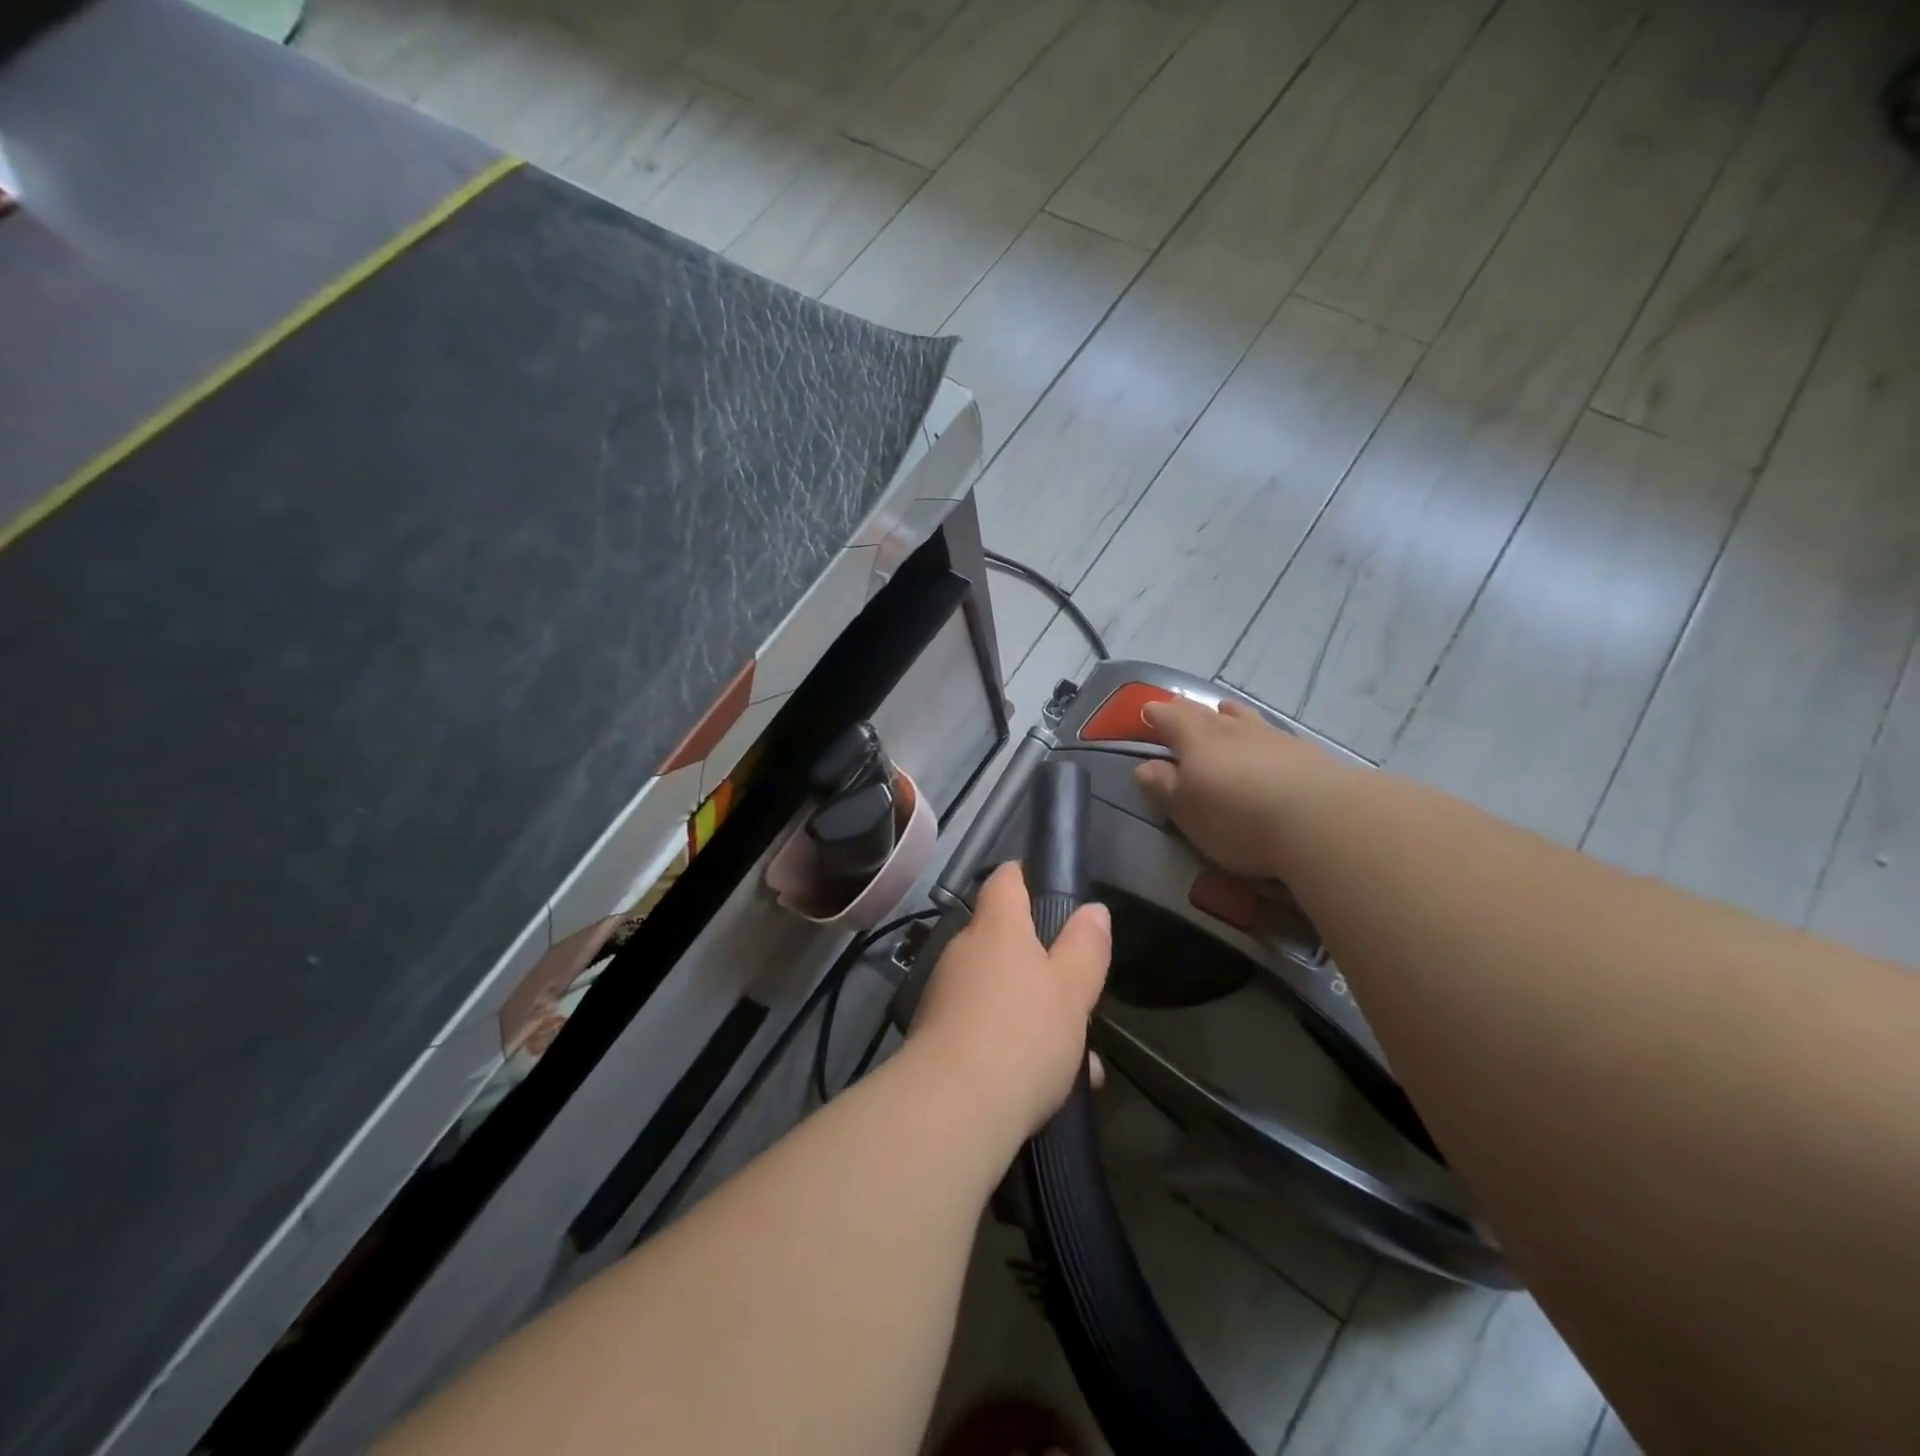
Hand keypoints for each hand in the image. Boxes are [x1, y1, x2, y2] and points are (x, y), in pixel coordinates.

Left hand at [907, 863, 1110, 1142]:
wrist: (952, 1109)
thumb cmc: (1022, 1035)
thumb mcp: (1072, 990)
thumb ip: (1085, 947)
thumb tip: (1093, 910)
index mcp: (997, 928)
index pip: (1006, 879)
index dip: (1027, 877)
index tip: (1050, 890)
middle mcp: (964, 950)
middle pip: (1002, 938)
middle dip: (1040, 961)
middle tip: (1076, 990)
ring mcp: (945, 992)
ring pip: (997, 988)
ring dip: (1031, 1009)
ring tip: (1076, 1056)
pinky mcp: (935, 1034)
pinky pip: (982, 1024)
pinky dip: (1011, 1041)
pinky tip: (1045, 1085)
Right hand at [1132, 696, 1340, 877]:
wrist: (1322, 820)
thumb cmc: (1239, 818)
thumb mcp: (1188, 812)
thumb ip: (1164, 787)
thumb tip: (1145, 767)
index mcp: (1196, 740)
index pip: (1169, 718)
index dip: (1155, 714)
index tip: (1146, 713)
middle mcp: (1231, 729)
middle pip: (1204, 712)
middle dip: (1186, 710)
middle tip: (1176, 708)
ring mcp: (1270, 737)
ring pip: (1242, 716)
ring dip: (1227, 713)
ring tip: (1223, 710)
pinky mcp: (1304, 752)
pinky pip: (1270, 732)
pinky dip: (1258, 732)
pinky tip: (1264, 741)